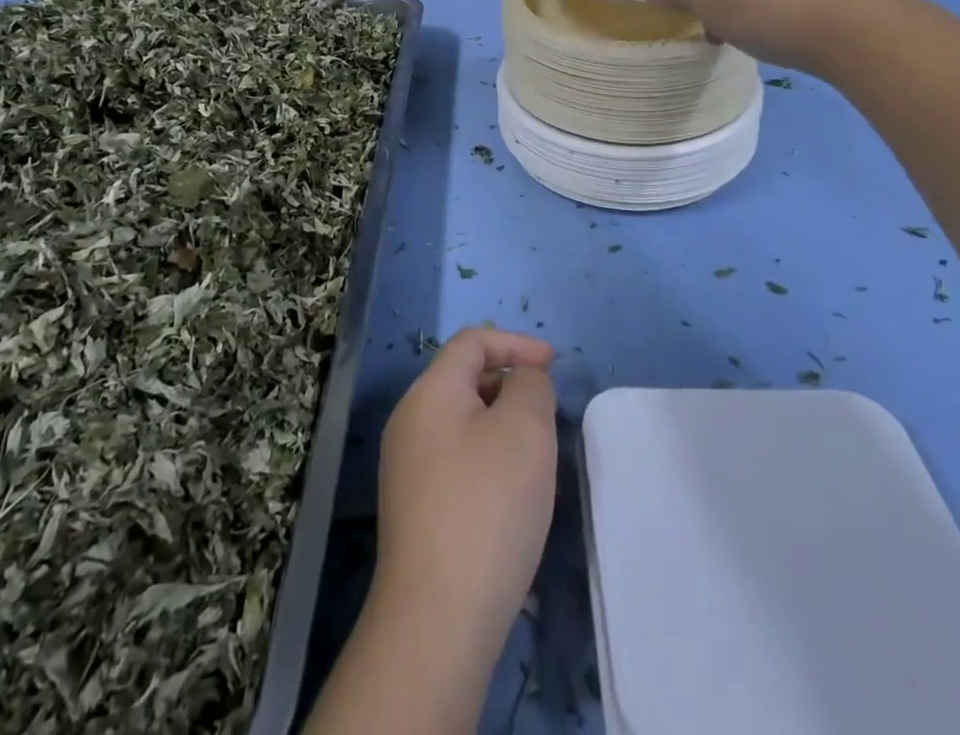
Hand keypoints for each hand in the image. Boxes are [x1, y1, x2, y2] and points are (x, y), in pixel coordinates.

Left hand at [373, 327, 557, 652]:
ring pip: (462, 423)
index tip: (553, 364)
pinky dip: (487, 459)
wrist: (437, 617)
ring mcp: (406, 467)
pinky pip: (455, 460)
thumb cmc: (487, 506)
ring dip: (501, 425)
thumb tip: (521, 381)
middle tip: (548, 416)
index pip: (472, 342)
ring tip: (535, 457)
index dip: (515, 343)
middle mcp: (409, 421)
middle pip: (464, 380)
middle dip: (510, 385)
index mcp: (429, 392)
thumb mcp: (525, 429)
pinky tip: (510, 496)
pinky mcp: (413, 508)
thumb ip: (530, 386)